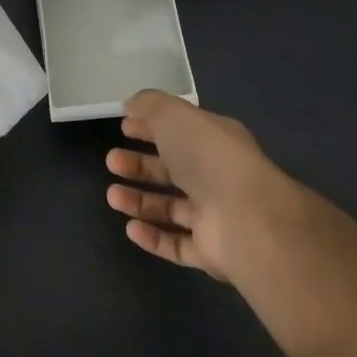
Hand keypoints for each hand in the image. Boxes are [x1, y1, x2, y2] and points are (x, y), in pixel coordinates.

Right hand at [104, 89, 307, 284]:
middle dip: (139, 164)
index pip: (179, 131)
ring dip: (140, 201)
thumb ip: (150, 105)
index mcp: (214, 141)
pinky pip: (177, 244)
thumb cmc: (207, 157)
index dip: (150, 128)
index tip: (122, 127)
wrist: (246, 219)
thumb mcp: (173, 115)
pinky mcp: (211, 252)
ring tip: (111, 196)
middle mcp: (217, 177)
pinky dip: (154, 237)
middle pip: (173, 170)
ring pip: (172, 207)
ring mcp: (216, 216)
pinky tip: (130, 228)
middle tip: (111, 161)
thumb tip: (131, 106)